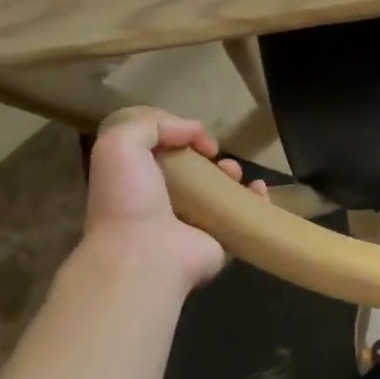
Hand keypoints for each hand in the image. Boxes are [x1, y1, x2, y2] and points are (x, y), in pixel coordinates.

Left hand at [84, 107, 267, 290]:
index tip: (191, 134)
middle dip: (208, 157)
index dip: (178, 135)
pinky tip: (258, 189)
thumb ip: (153, 124)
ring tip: (233, 172)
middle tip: (214, 154)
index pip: (160, 152)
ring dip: (232, 175)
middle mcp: (162, 202)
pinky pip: (243, 216)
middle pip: (193, 171)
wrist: (145, 254)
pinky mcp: (219, 241)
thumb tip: (194, 129)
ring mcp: (192, 224)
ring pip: (220, 192)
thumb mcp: (121, 144)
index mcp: (136, 181)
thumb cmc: (129, 198)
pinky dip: (257, 200)